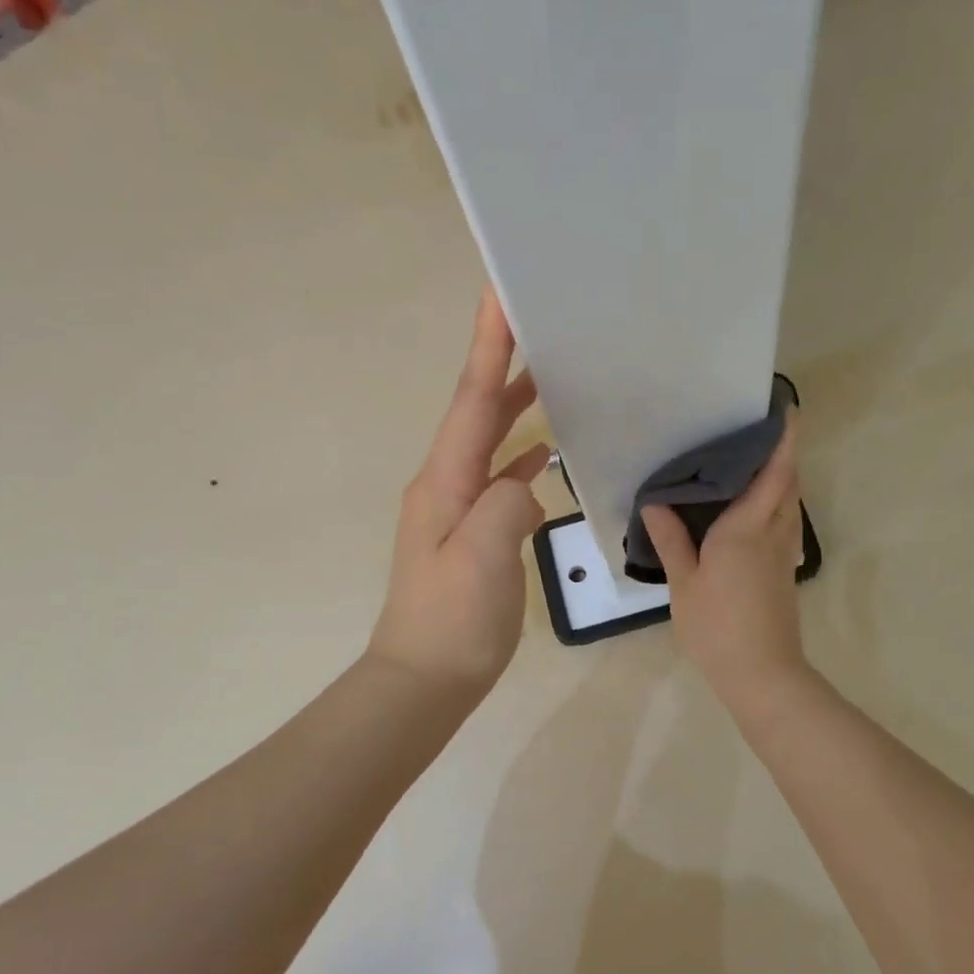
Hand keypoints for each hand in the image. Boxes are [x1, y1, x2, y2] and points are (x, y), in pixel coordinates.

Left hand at [368, 287, 549, 700]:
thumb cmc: (451, 619)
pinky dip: (521, 456)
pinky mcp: (473, 531)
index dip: (487, 346)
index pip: (471, 399)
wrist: (425, 678)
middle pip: (477, 410)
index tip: (498, 295)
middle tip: (533, 320)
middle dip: (501, 362)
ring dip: (513, 404)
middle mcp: (445, 482)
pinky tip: (546, 453)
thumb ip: (507, 503)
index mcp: (444, 480)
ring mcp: (457, 507)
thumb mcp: (481, 557)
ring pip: (488, 441)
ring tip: (548, 373)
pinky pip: (499, 477)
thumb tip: (527, 480)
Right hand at [642, 412, 812, 712]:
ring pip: (790, 504)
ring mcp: (783, 554)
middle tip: (760, 432)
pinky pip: (785, 523)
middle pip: (788, 484)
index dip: (782, 441)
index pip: (772, 474)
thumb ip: (671, 539)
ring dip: (783, 478)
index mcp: (746, 529)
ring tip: (755, 464)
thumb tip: (655, 501)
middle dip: (783, 454)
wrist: (762, 674)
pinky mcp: (784, 571)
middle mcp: (772, 533)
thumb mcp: (684, 583)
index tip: (787, 412)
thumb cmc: (717, 626)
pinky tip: (754, 510)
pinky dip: (777, 503)